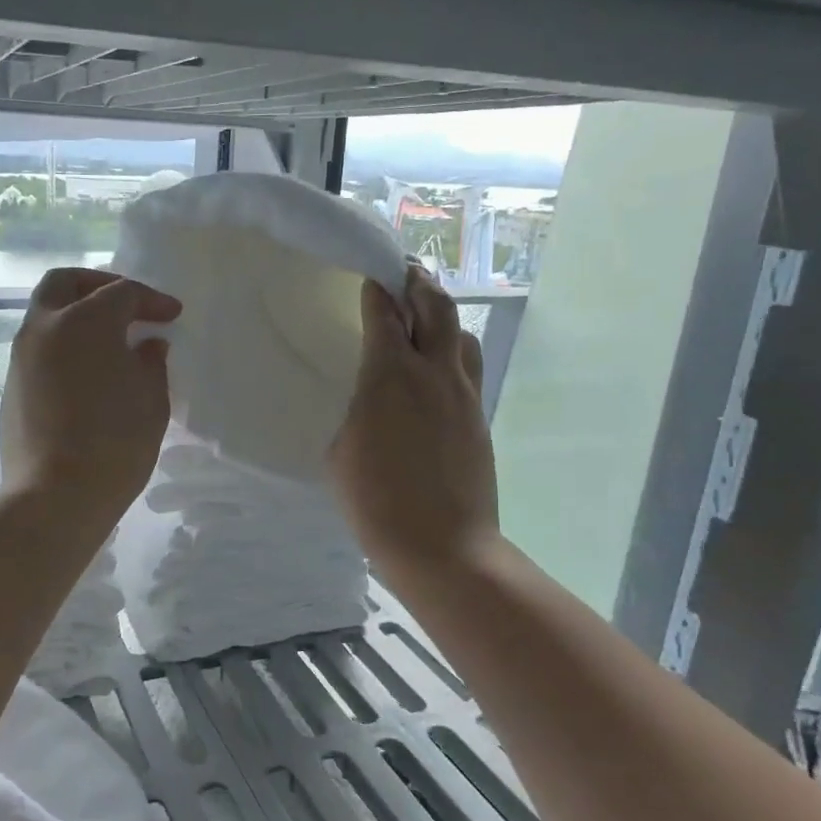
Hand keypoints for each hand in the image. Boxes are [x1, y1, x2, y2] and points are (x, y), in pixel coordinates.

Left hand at [0, 268, 181, 525]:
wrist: (55, 495)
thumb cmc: (115, 444)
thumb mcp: (151, 401)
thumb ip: (151, 363)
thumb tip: (147, 345)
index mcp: (85, 322)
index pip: (122, 293)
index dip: (152, 300)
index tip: (172, 316)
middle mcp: (46, 327)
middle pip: (66, 283)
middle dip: (98, 285)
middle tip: (127, 305)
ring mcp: (22, 355)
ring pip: (46, 312)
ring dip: (77, 314)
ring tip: (109, 339)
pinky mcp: (12, 383)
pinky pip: (39, 345)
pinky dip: (64, 342)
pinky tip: (87, 369)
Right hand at [329, 268, 498, 582]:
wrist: (442, 546)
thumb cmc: (376, 501)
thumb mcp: (341, 452)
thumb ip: (354, 410)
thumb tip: (365, 395)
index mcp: (391, 376)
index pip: (386, 314)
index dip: (377, 289)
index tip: (370, 276)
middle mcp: (434, 372)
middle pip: (436, 306)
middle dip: (419, 283)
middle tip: (405, 274)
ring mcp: (464, 394)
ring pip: (461, 333)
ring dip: (442, 315)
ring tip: (425, 317)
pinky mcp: (479, 417)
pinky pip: (469, 367)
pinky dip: (453, 351)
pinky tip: (438, 369)